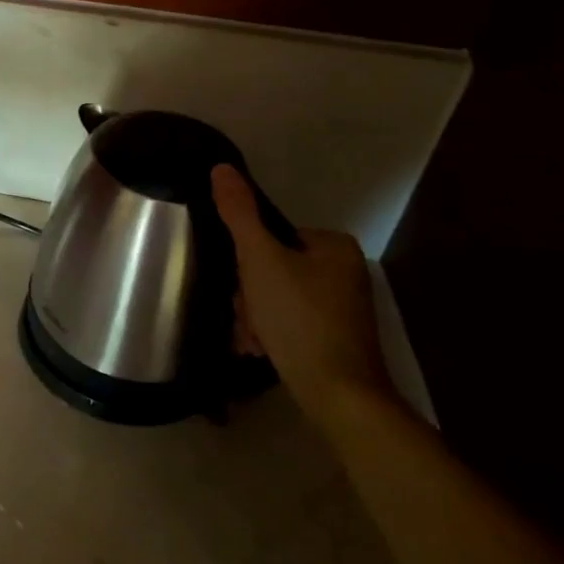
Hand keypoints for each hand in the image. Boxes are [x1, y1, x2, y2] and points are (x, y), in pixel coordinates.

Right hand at [210, 166, 391, 424]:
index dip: (245, 262)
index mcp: (332, 246)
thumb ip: (239, 214)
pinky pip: (287, 322)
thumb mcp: (260, 260)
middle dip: (248, 297)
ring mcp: (340, 307)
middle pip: (270, 269)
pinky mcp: (333, 337)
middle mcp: (342, 271)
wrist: (339, 395)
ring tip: (251, 340)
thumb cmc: (299, 319)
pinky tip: (259, 351)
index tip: (241, 289)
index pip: (269, 237)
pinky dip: (269, 334)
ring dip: (252, 318)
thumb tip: (221, 167)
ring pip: (274, 298)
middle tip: (246, 319)